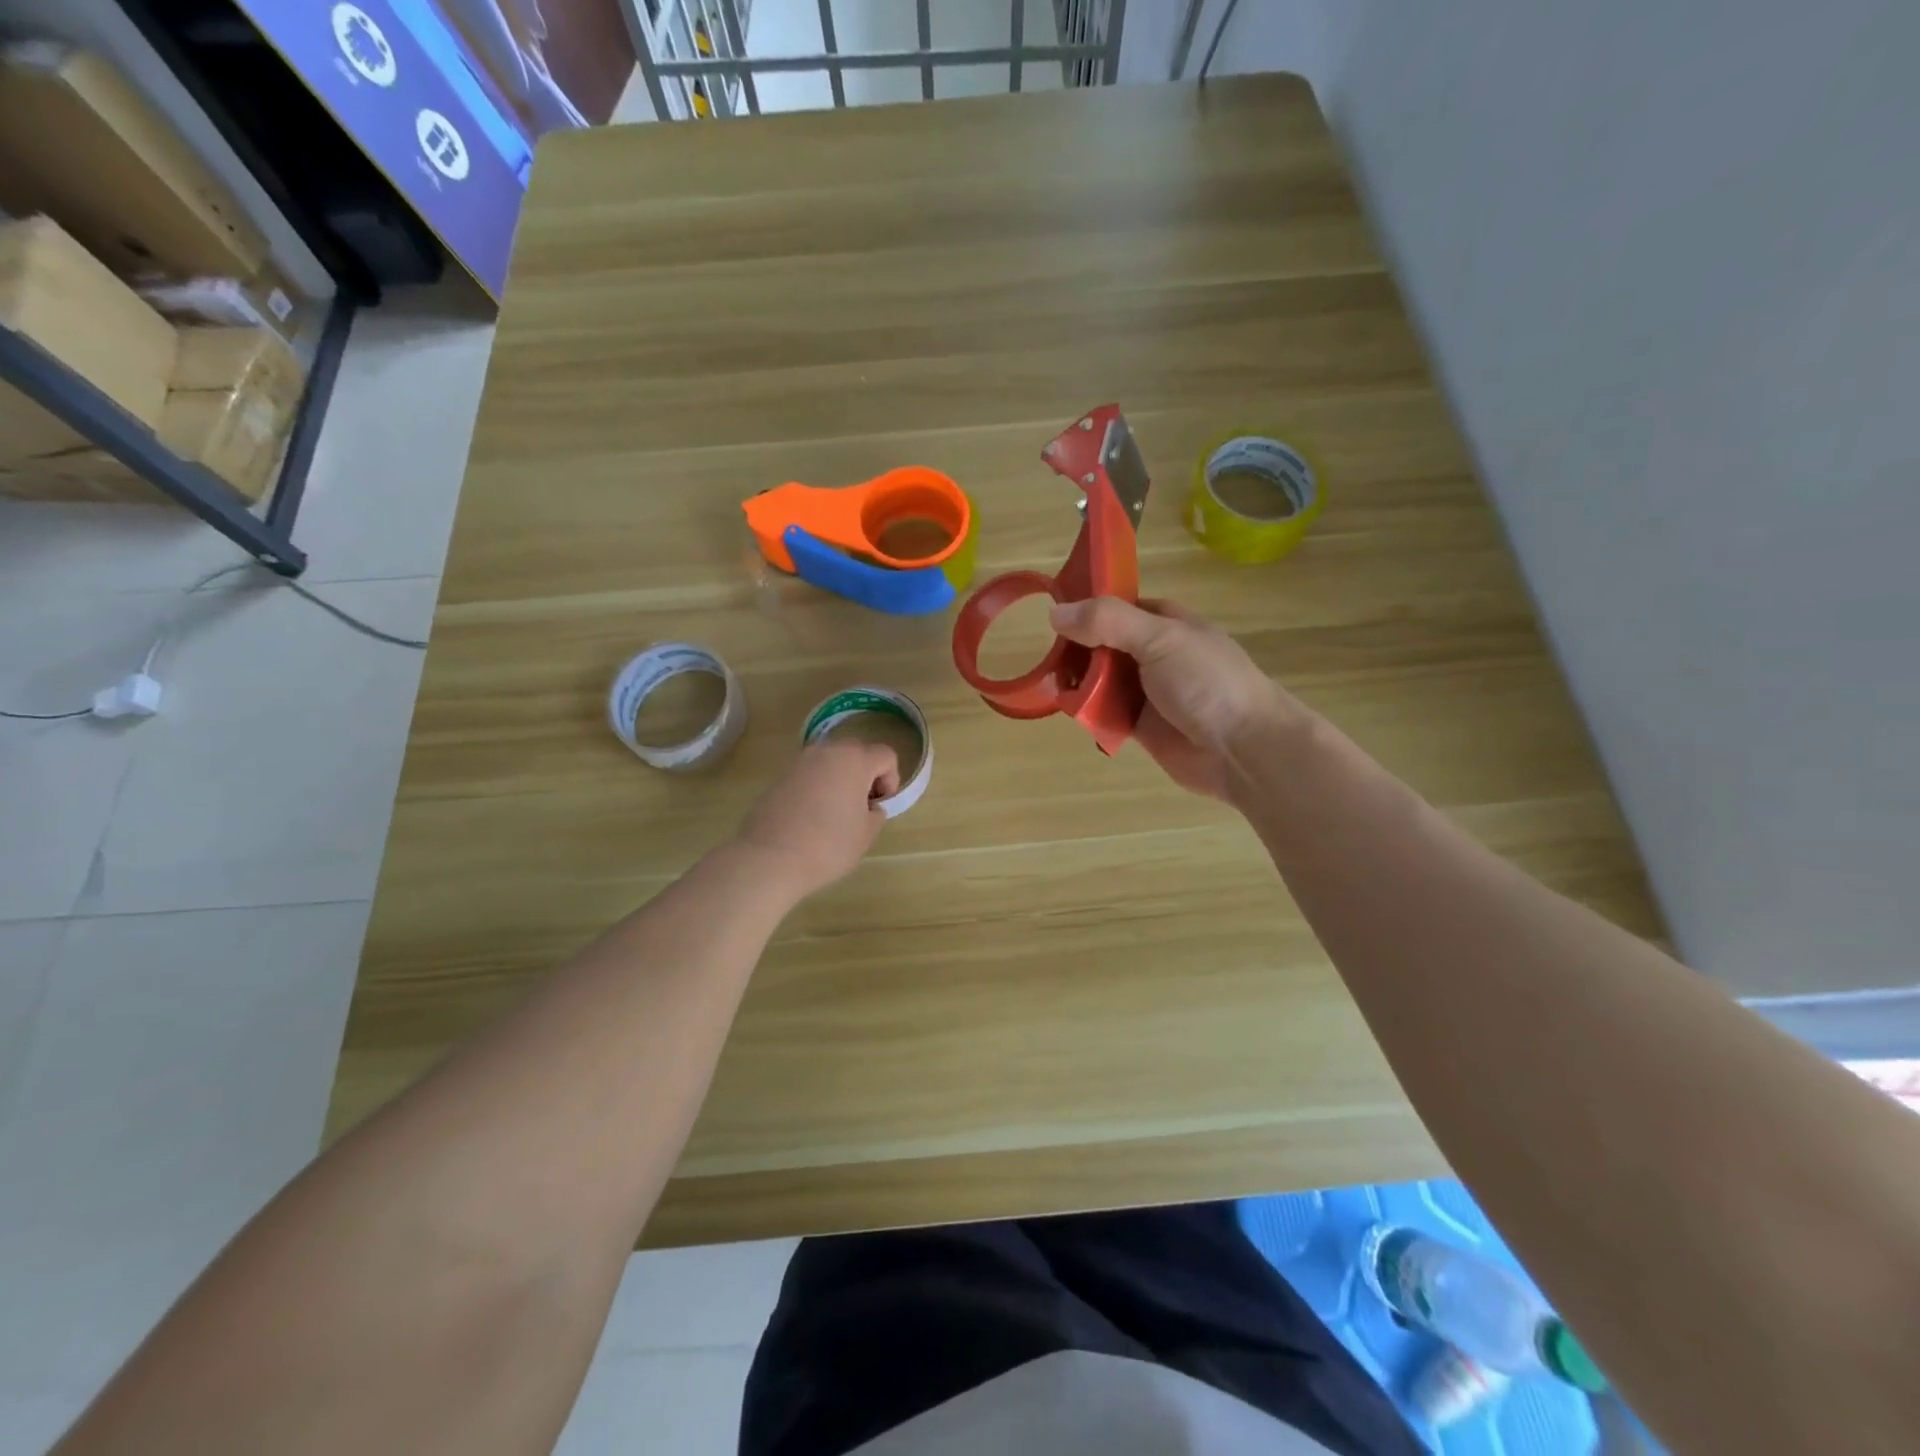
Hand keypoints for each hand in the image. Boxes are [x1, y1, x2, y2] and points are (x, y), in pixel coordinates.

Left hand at [733, 739, 898, 898]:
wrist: (769, 858)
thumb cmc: (827, 846)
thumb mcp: (866, 834)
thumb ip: (876, 813)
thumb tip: (869, 806)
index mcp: (854, 759)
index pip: (886, 756)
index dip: (890, 780)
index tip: (879, 806)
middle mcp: (826, 751)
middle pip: (857, 752)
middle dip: (865, 775)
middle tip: (861, 807)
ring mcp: (800, 761)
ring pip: (831, 761)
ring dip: (840, 779)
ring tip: (835, 812)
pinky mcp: (780, 775)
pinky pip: (810, 773)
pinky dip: (818, 786)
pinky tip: (811, 816)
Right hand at [1049, 596, 1307, 801]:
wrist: (1243, 749)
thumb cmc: (1207, 682)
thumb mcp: (1160, 639)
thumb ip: (1108, 622)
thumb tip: (1055, 613)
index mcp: (1166, 623)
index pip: (1117, 607)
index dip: (1087, 608)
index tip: (1052, 613)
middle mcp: (1155, 654)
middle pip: (1103, 645)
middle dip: (1076, 649)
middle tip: (1050, 658)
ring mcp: (1148, 692)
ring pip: (1100, 681)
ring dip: (1078, 682)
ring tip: (1055, 686)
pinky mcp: (1140, 727)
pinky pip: (1104, 714)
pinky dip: (1087, 712)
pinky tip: (1070, 711)